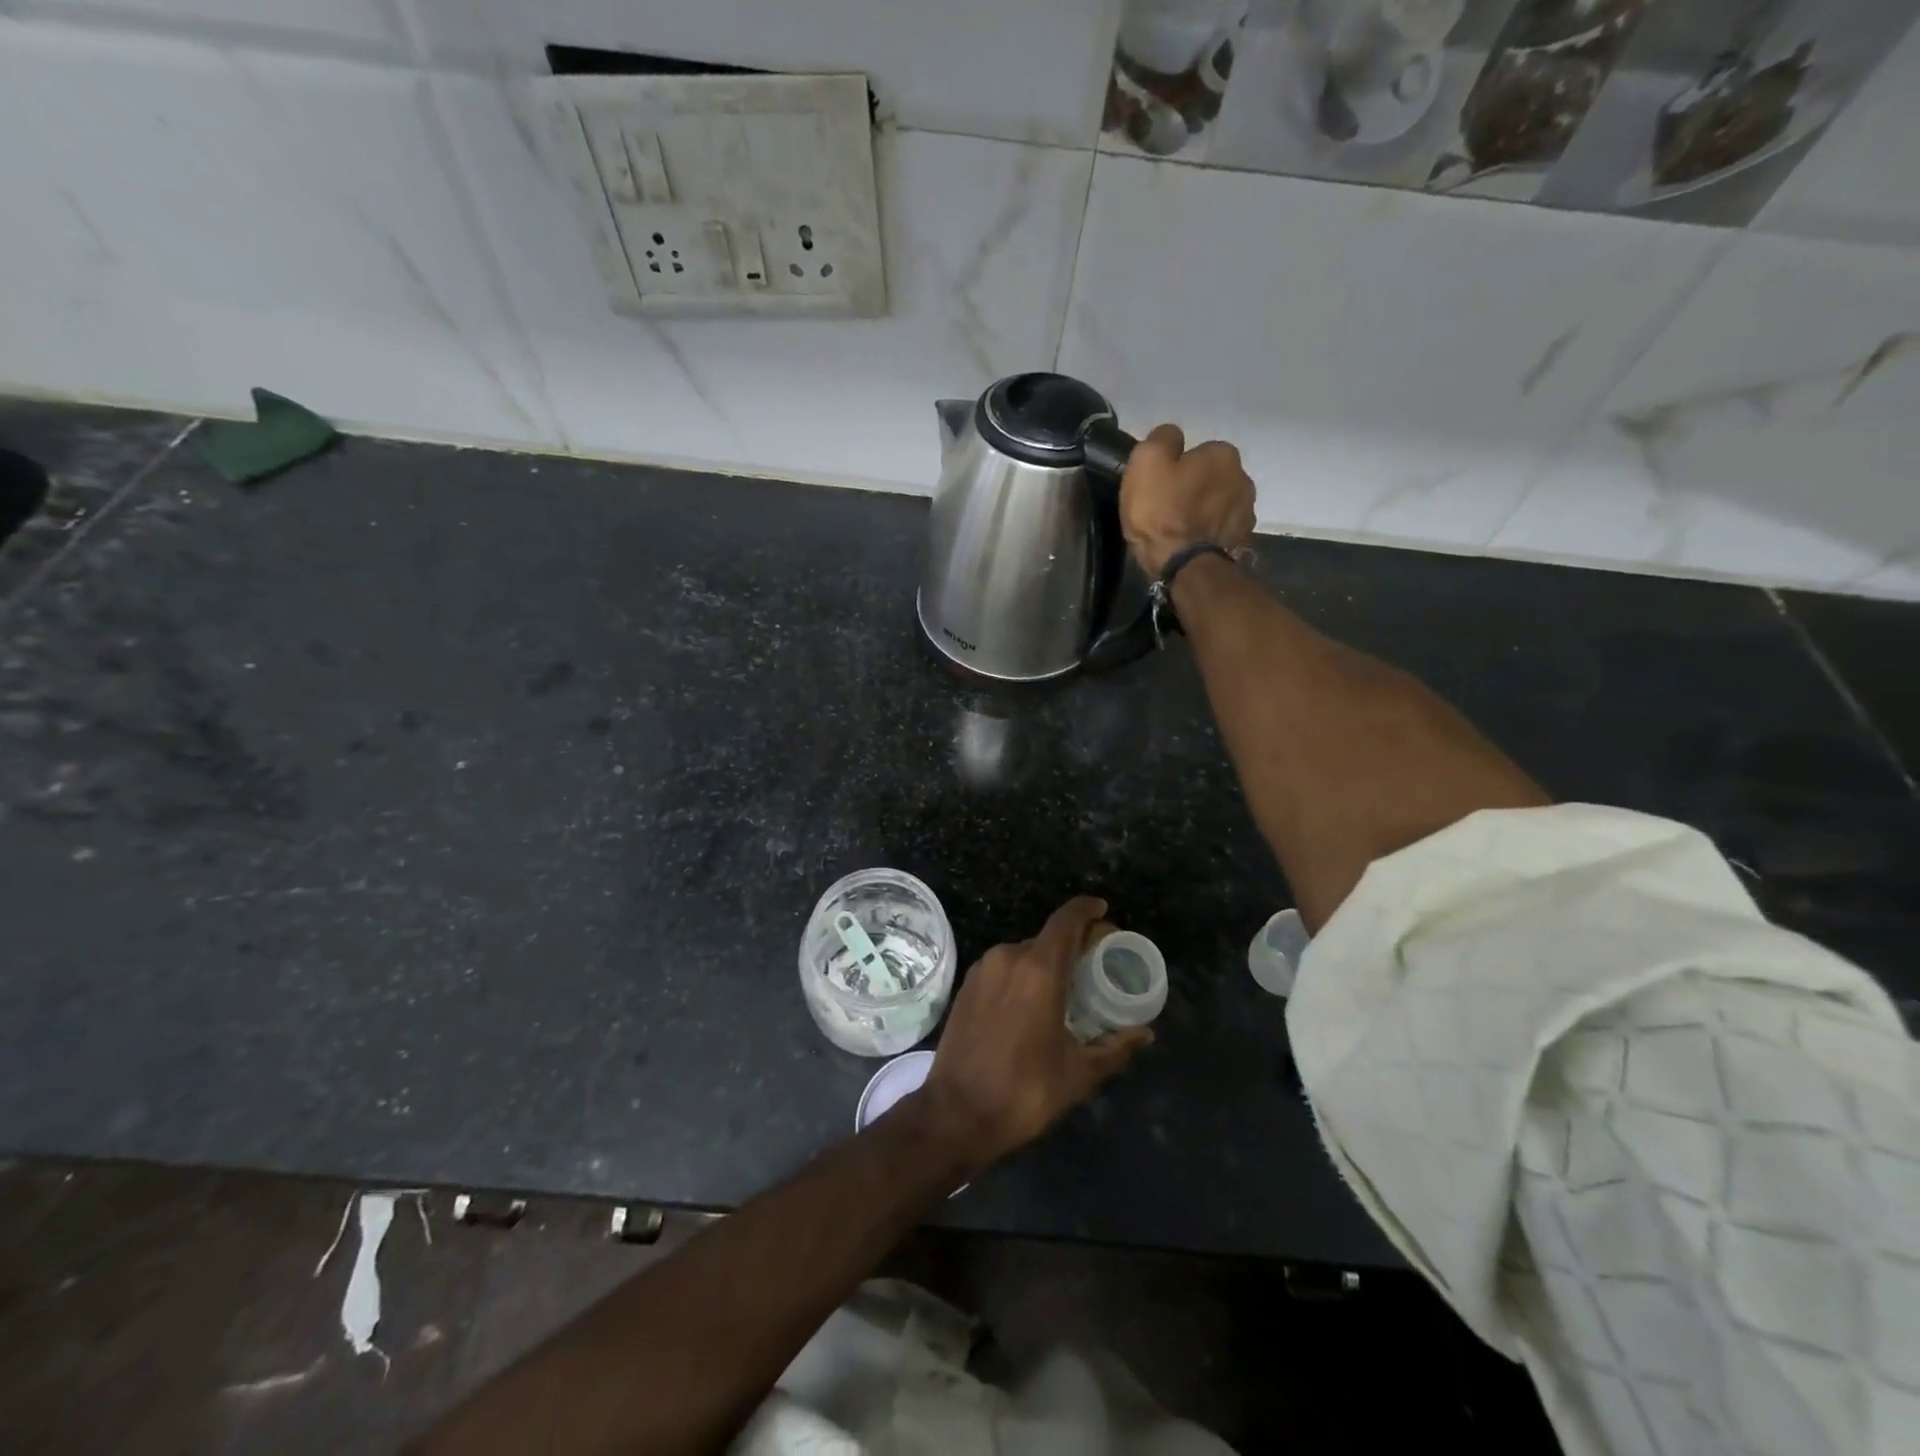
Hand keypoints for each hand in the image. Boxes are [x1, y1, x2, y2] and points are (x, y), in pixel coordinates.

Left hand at [917, 897, 1151, 1175]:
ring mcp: (983, 970)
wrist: (955, 1114)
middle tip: (1096, 963)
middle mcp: (1008, 958)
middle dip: (1074, 944)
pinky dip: (1024, 974)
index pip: (1067, 921)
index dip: (1087, 910)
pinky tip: (1033, 1001)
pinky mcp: (966, 986)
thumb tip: (1145, 1033)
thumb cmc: (1023, 1092)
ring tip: (1068, 987)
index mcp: (1038, 969)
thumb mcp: (1078, 1074)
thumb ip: (1115, 1048)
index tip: (1104, 911)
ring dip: (1047, 961)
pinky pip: (1004, 968)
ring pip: (1024, 953)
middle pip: (1048, 937)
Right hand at [1120, 423, 1256, 577]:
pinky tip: (1192, 545)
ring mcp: (1247, 512)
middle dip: (1195, 489)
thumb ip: (1161, 439)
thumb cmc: (1162, 511)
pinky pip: (1222, 530)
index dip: (1177, 468)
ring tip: (1180, 530)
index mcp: (1223, 454)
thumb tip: (1171, 436)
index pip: (1199, 452)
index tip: (1161, 487)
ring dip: (1204, 512)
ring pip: (1219, 504)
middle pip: (1212, 478)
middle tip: (1168, 509)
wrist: (1185, 567)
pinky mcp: (1243, 541)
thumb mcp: (1146, 462)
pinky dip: (1210, 534)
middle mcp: (1244, 477)